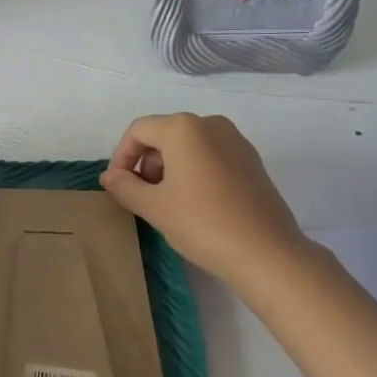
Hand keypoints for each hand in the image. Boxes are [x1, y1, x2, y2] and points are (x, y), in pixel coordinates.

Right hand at [99, 113, 312, 287]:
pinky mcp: (251, 160)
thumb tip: (109, 176)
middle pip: (164, 134)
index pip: (138, 131)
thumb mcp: (154, 206)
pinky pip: (210, 155)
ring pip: (188, 145)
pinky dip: (193, 171)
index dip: (121, 156)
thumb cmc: (202, 223)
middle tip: (139, 196)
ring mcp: (235, 140)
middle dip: (145, 162)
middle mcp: (210, 124)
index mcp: (183, 128)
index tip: (117, 186)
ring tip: (165, 202)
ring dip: (168, 167)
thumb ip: (125, 186)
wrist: (267, 253)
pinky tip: (193, 203)